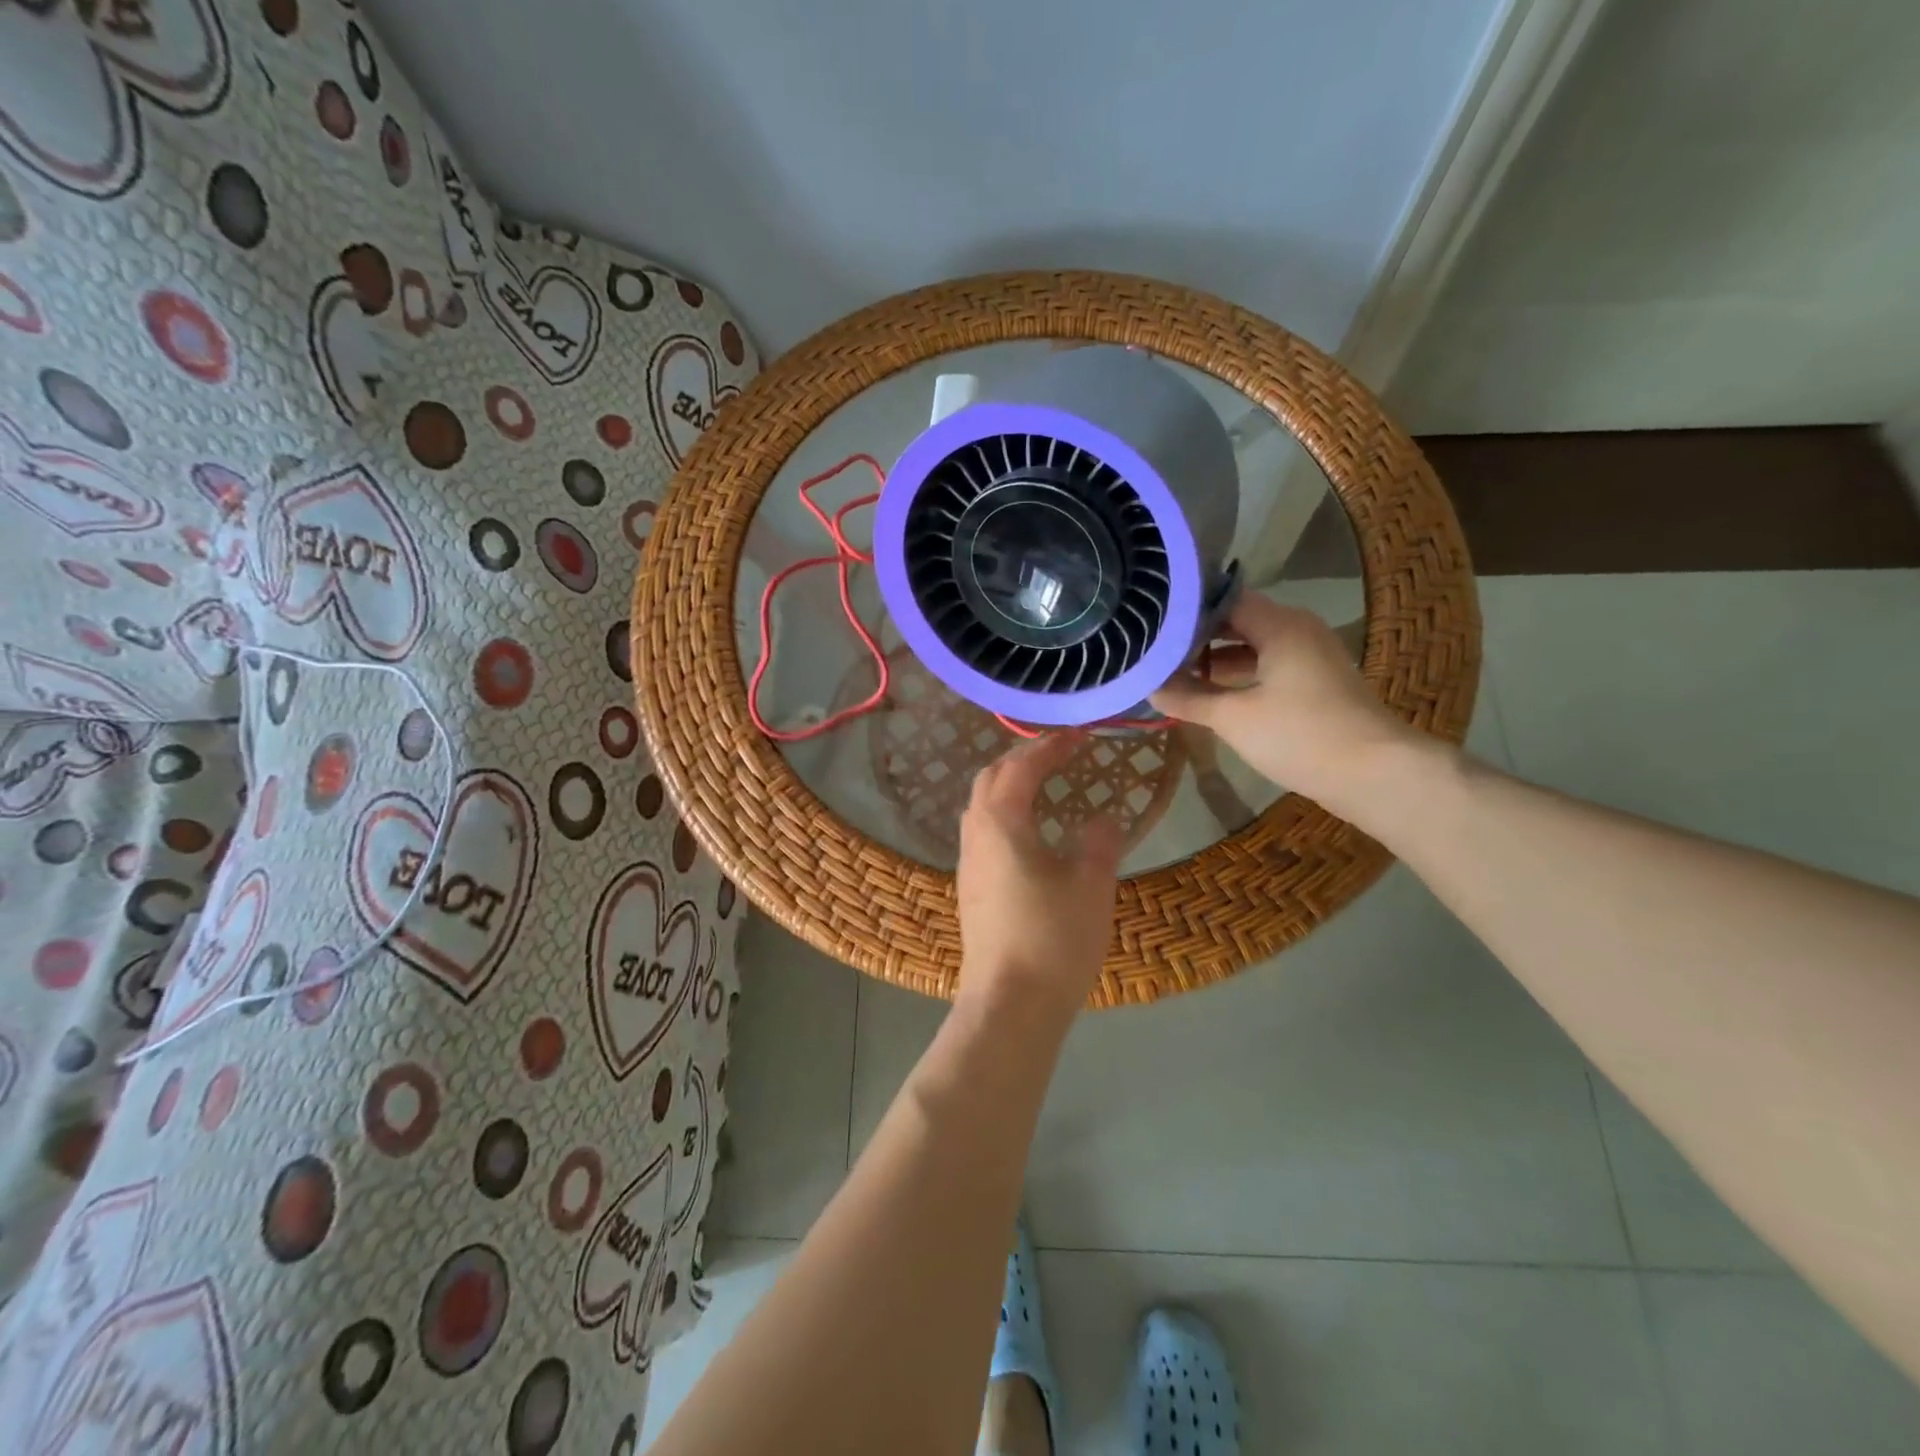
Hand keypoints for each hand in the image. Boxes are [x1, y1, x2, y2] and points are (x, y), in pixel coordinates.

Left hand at [957, 734, 1123, 1015]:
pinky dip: (1004, 816)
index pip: (1022, 767)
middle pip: (991, 779)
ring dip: (1009, 787)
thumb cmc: (1054, 938)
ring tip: (1043, 789)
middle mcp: (976, 835)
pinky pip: (983, 834)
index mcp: (1002, 822)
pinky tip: (1029, 836)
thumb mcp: (1091, 884)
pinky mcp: (970, 890)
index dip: (1050, 747)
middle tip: (1059, 756)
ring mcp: (968, 864)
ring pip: (981, 807)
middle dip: (1022, 759)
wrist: (1009, 1005)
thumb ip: (1100, 841)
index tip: (1079, 736)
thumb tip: (1104, 817)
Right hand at [1150, 594, 1420, 813]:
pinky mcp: (1318, 683)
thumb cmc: (1300, 735)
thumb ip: (1189, 698)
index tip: (1153, 621)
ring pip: (1255, 646)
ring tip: (1176, 672)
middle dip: (1199, 636)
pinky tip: (1214, 695)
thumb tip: (1150, 687)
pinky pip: (1270, 666)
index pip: (1225, 600)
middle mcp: (1298, 630)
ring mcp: (1312, 656)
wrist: (1375, 773)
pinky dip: (1241, 675)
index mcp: (1280, 625)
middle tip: (1157, 648)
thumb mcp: (1233, 718)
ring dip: (1218, 658)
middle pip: (1239, 621)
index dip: (1187, 609)